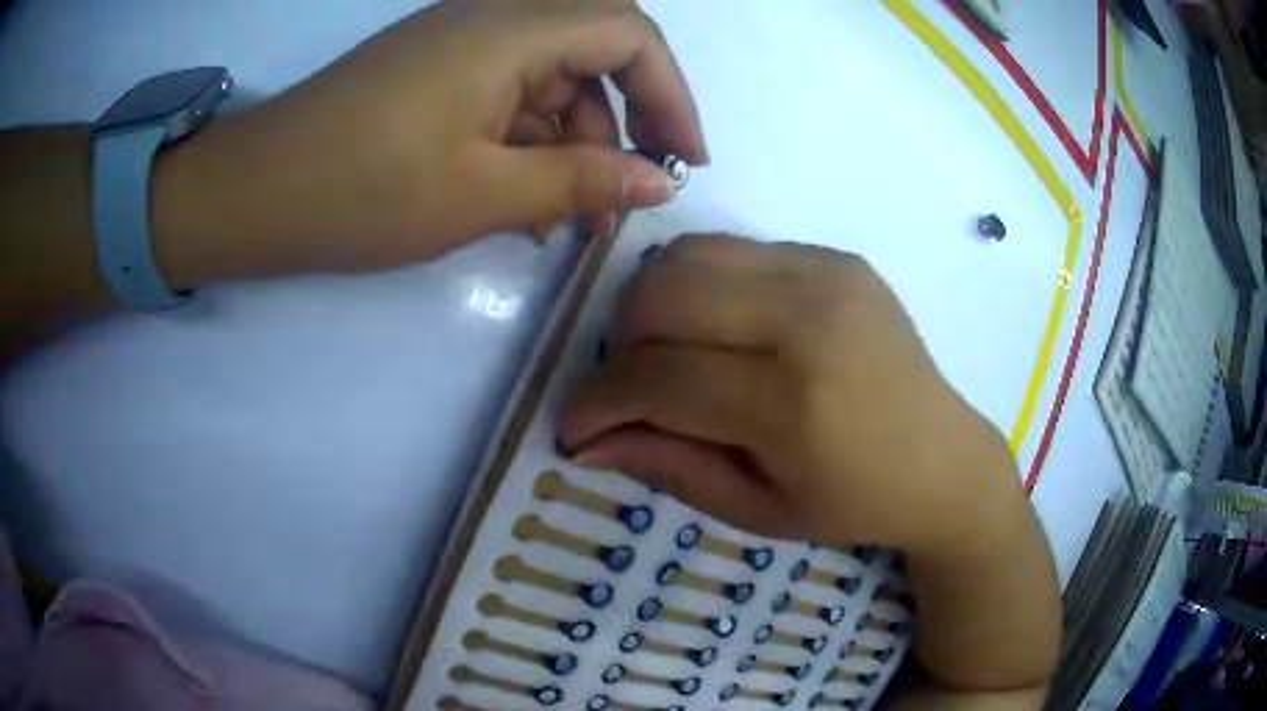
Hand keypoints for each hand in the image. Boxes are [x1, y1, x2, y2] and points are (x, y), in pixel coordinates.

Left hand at [151, 0, 706, 286]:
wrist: (251, 196)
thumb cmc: (357, 192)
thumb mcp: (480, 194)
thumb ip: (581, 181)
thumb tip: (659, 184)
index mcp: (509, 30)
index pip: (629, 35)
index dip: (672, 95)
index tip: (686, 163)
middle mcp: (491, 19)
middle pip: (593, 53)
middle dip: (622, 124)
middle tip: (624, 197)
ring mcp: (457, 45)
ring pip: (548, 81)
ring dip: (570, 144)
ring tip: (565, 221)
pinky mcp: (433, 73)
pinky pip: (505, 96)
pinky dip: (525, 144)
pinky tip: (519, 202)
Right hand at [559, 234, 1017, 553]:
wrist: (943, 457)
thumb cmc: (854, 501)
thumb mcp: (755, 508)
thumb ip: (666, 464)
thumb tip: (583, 440)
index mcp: (794, 401)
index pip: (657, 378)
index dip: (596, 402)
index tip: (575, 427)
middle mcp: (808, 316)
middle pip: (660, 297)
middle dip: (617, 347)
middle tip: (626, 389)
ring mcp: (825, 272)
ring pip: (686, 258)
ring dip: (652, 307)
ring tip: (667, 356)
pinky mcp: (834, 255)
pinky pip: (732, 250)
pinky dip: (699, 286)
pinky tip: (717, 328)